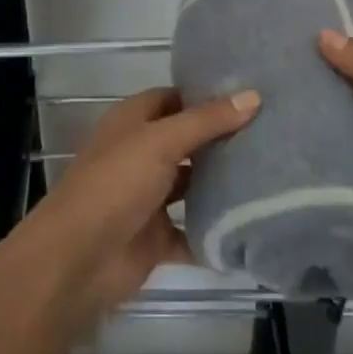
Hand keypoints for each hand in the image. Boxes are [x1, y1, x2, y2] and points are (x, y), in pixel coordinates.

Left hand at [17, 86, 260, 332]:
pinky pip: (193, 231)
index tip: (250, 94)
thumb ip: (206, 121)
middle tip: (273, 134)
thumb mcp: (161, 142)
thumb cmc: (115, 184)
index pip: (174, 98)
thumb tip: (253, 95)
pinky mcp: (157, 237)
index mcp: (133, 122)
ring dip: (221, 184)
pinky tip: (253, 225)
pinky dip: (215, 232)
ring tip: (273, 175)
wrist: (79, 258)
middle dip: (222, 139)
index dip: (206, 95)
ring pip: (192, 185)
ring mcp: (148, 196)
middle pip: (187, 141)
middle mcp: (141, 153)